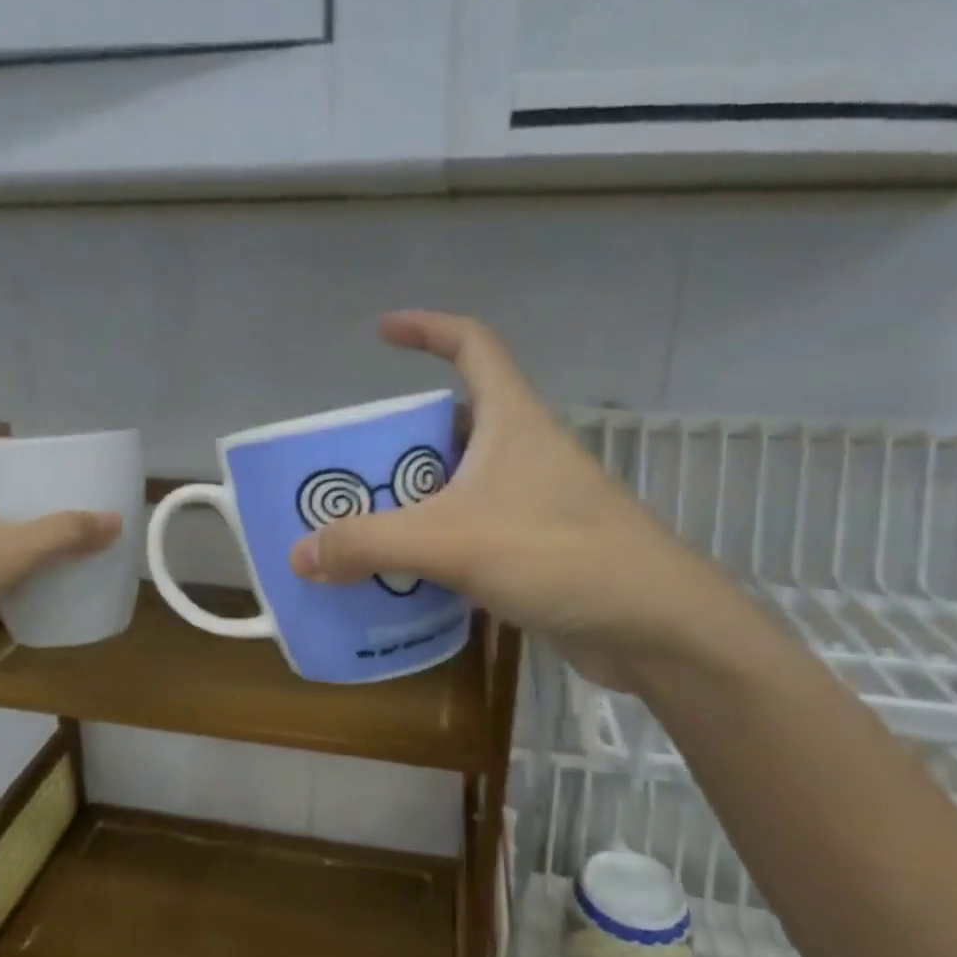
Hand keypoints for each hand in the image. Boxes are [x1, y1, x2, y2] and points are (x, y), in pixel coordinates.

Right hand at [288, 312, 732, 683]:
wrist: (656, 628)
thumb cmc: (559, 555)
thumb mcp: (451, 541)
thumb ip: (370, 544)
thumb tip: (300, 554)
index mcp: (512, 421)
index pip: (472, 345)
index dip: (427, 329)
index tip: (381, 332)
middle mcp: (523, 452)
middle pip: (453, 423)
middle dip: (400, 438)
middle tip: (349, 464)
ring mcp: (533, 502)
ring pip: (459, 483)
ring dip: (412, 497)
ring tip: (360, 520)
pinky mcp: (535, 549)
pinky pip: (469, 531)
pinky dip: (433, 542)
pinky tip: (401, 572)